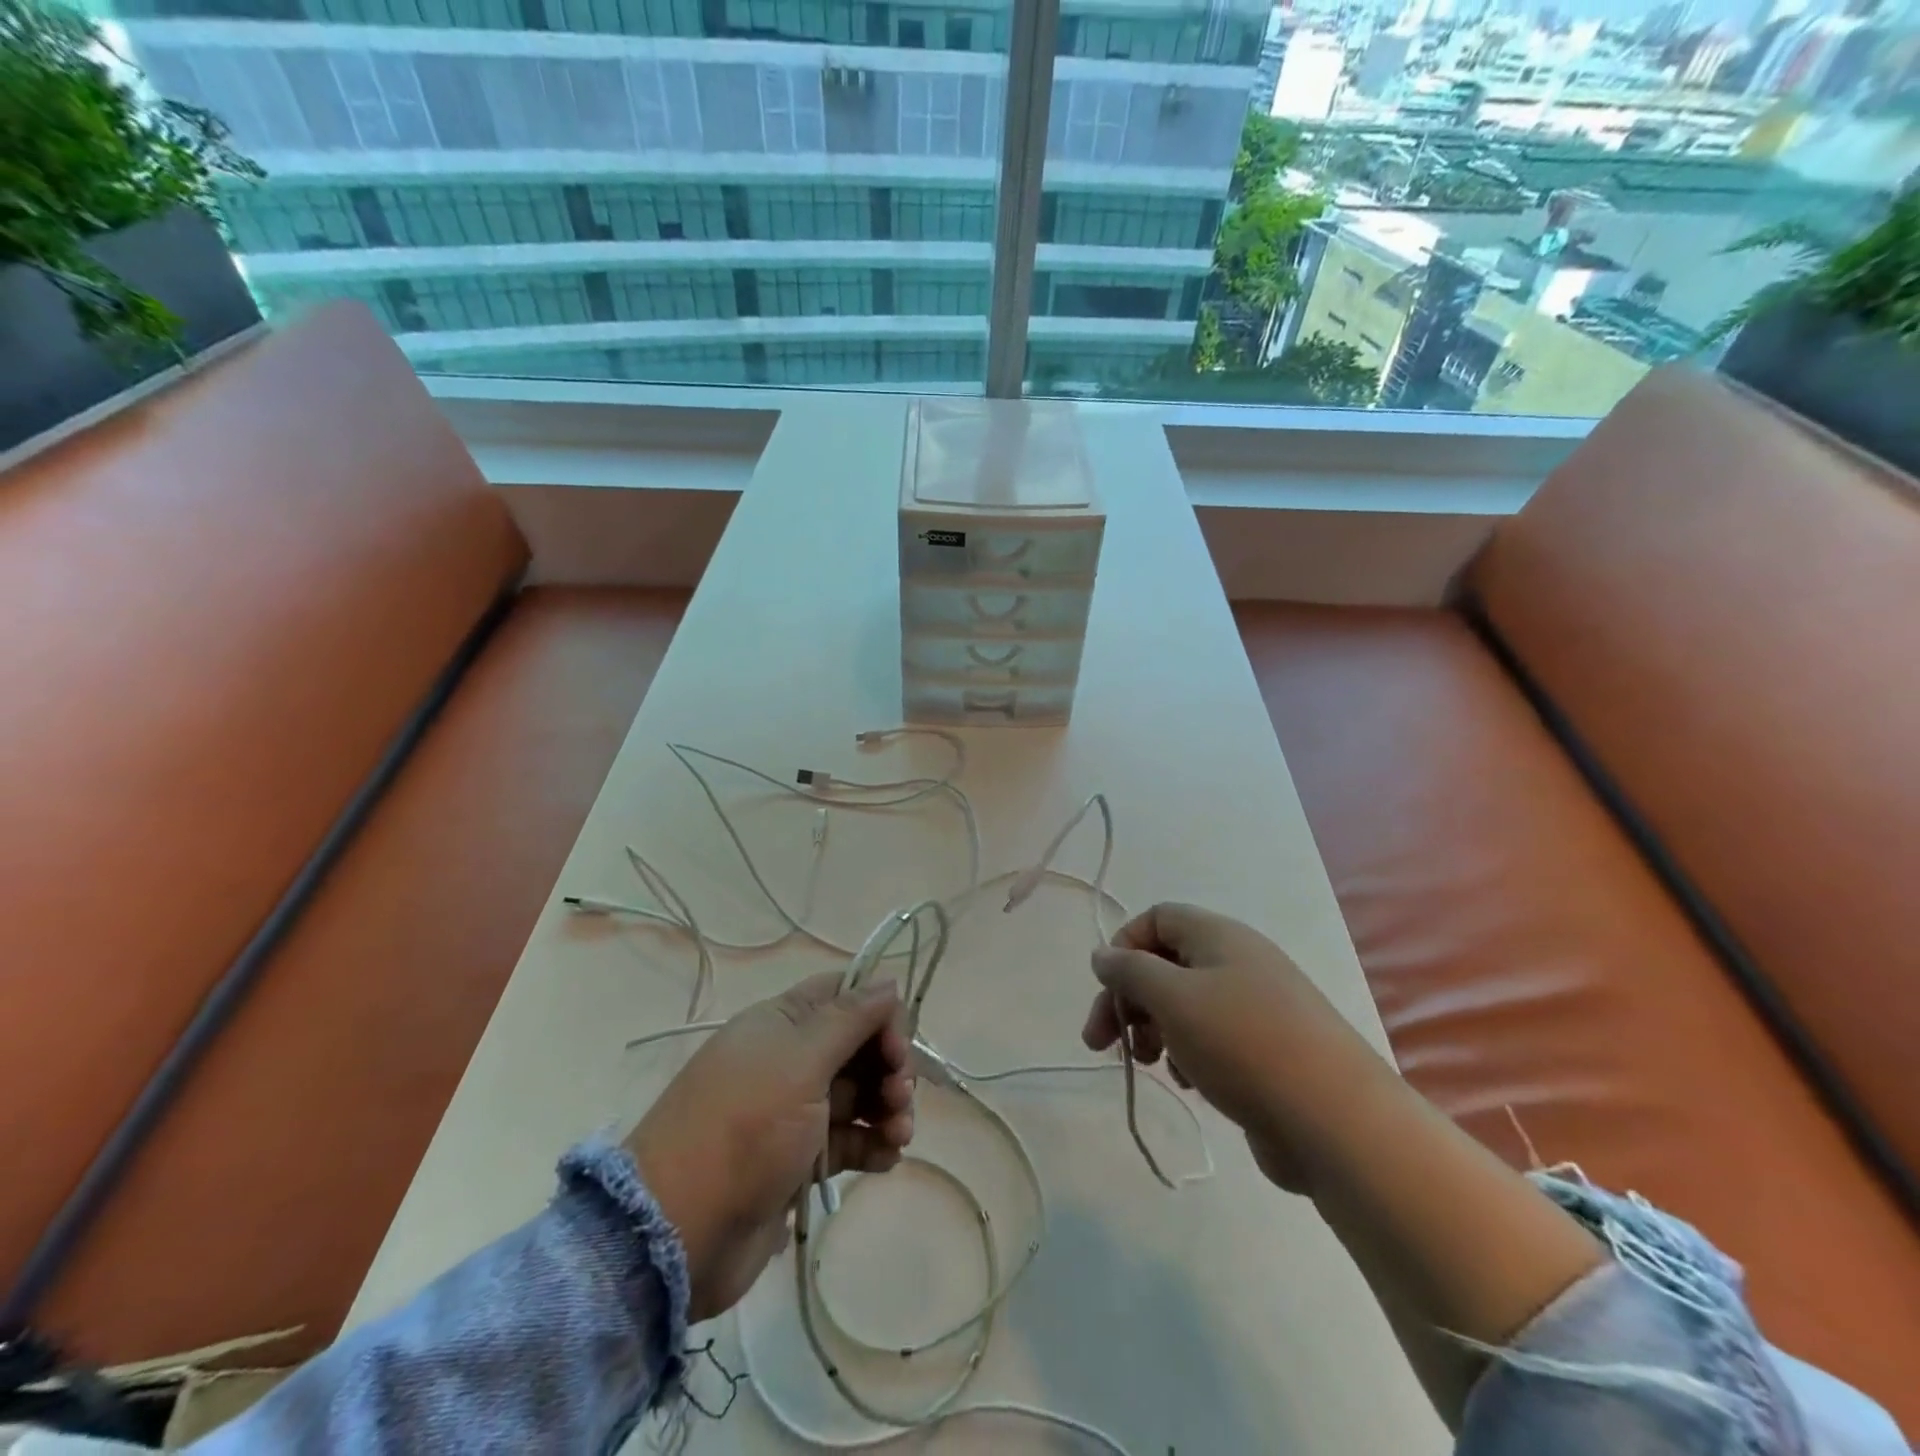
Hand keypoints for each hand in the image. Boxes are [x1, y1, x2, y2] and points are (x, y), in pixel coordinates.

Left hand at [626, 974, 914, 1321]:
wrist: (679, 1231)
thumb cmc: (745, 1128)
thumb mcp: (800, 1062)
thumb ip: (850, 1019)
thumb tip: (888, 982)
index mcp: (782, 1024)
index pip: (844, 995)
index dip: (879, 1013)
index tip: (897, 1048)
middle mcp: (789, 1060)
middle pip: (858, 1045)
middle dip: (889, 1066)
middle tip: (900, 1098)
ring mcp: (794, 1112)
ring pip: (859, 1094)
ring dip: (888, 1108)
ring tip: (898, 1134)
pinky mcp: (799, 1159)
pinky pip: (849, 1139)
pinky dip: (873, 1144)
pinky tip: (888, 1158)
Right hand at [1082, 902, 1385, 1194]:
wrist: (1337, 1122)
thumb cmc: (1243, 1044)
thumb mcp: (1172, 997)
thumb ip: (1129, 970)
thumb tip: (1102, 954)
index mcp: (1219, 936)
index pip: (1156, 918)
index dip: (1124, 946)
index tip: (1106, 989)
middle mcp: (1238, 962)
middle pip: (1165, 965)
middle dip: (1128, 1000)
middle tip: (1100, 1043)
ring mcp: (1256, 1007)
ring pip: (1185, 1005)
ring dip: (1155, 1030)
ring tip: (1150, 1064)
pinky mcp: (1267, 1051)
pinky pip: (1212, 1039)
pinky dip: (1188, 1054)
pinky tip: (1189, 1082)